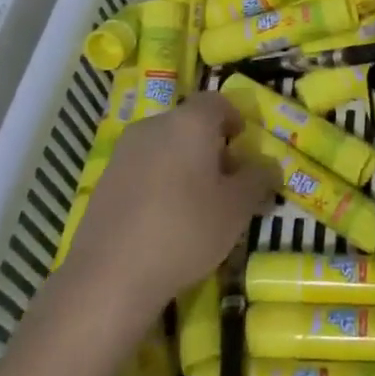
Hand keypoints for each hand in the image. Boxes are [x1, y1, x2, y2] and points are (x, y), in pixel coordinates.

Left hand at [58, 92, 279, 323]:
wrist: (111, 274)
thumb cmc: (186, 230)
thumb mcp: (237, 208)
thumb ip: (258, 179)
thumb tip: (269, 165)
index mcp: (189, 122)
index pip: (217, 102)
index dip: (235, 119)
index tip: (244, 147)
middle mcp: (154, 126)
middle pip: (189, 124)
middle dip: (211, 147)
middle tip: (226, 183)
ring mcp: (124, 152)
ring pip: (165, 146)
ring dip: (184, 165)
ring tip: (197, 205)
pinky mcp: (105, 180)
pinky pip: (143, 168)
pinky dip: (159, 182)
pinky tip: (164, 220)